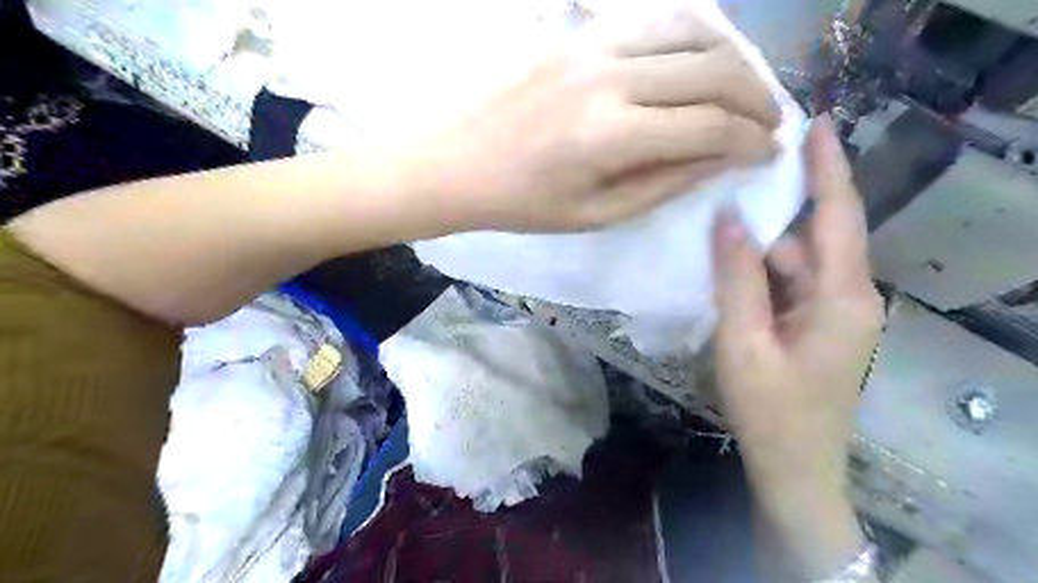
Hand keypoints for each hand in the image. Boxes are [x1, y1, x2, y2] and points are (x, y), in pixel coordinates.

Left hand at [406, 6, 777, 231]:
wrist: (456, 162)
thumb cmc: (522, 203)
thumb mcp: (595, 213)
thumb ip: (663, 183)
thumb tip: (722, 159)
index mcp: (611, 136)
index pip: (709, 127)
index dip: (750, 142)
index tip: (767, 154)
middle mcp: (610, 77)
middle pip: (713, 69)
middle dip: (756, 98)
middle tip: (768, 123)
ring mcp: (592, 43)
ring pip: (693, 29)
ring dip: (732, 59)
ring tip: (743, 91)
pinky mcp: (577, 32)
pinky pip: (654, 18)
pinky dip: (693, 35)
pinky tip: (701, 60)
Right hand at [715, 119, 883, 492]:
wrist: (792, 467)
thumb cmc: (770, 409)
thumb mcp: (744, 341)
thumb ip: (737, 278)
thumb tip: (728, 217)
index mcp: (842, 297)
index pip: (839, 217)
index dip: (829, 169)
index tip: (816, 124)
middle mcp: (848, 297)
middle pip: (815, 237)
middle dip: (781, 204)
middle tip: (740, 168)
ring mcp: (832, 314)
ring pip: (797, 262)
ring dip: (762, 243)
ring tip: (721, 214)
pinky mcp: (814, 326)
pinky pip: (789, 284)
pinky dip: (761, 270)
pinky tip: (728, 262)